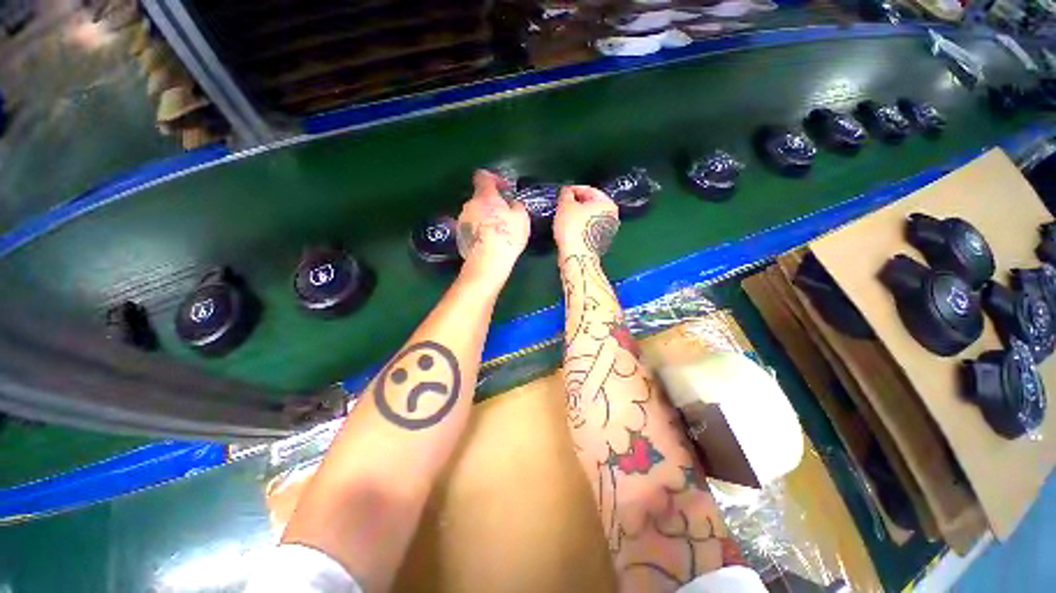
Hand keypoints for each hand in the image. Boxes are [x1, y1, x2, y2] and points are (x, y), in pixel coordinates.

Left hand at [456, 170, 530, 279]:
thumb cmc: (507, 235)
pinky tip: (487, 243)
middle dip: (490, 204)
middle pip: (479, 199)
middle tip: (503, 215)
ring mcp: (461, 221)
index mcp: (485, 196)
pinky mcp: (459, 237)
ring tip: (495, 233)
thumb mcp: (521, 218)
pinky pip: (470, 230)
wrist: (488, 261)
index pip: (483, 177)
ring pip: (473, 215)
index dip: (493, 179)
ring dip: (483, 219)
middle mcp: (469, 205)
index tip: (503, 188)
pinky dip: (478, 233)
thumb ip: (516, 206)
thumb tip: (512, 204)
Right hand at [554, 185, 620, 257]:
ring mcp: (607, 231)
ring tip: (562, 217)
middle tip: (561, 205)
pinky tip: (568, 229)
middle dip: (575, 204)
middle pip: (590, 204)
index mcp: (607, 204)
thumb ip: (566, 194)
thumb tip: (567, 192)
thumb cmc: (573, 229)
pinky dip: (579, 227)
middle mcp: (611, 216)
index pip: (588, 189)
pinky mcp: (599, 242)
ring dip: (576, 216)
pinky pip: (587, 228)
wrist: (577, 257)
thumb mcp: (565, 206)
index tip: (561, 192)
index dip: (573, 189)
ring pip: (588, 217)